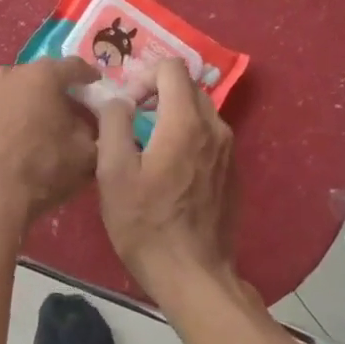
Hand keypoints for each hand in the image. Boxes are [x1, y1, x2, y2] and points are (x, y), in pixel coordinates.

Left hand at [0, 58, 100, 229]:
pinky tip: (3, 142)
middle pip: (38, 77)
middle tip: (64, 112)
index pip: (74, 67)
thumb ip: (95, 130)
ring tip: (31, 128)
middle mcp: (8, 75)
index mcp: (42, 77)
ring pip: (10, 93)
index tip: (95, 85)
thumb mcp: (86, 154)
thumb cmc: (42, 170)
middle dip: (53, 92)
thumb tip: (87, 124)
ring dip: (23, 105)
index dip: (88, 76)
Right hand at [96, 58, 237, 299]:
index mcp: (186, 123)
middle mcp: (215, 129)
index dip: (143, 76)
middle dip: (157, 93)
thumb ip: (112, 124)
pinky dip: (186, 136)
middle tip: (131, 120)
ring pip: (200, 111)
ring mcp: (229, 151)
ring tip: (145, 144)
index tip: (126, 105)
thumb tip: (118, 100)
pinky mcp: (232, 172)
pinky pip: (208, 136)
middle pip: (187, 87)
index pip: (172, 68)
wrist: (193, 274)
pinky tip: (167, 169)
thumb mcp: (113, 173)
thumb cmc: (146, 224)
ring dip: (171, 115)